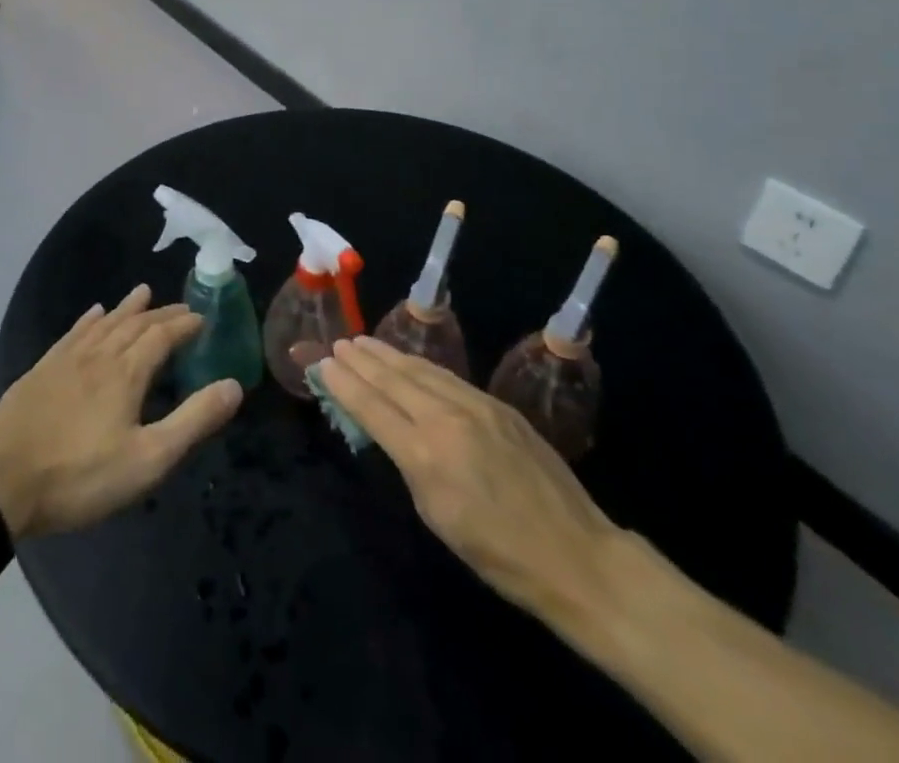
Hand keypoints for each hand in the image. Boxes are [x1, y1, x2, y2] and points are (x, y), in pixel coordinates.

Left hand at [0, 285, 242, 539]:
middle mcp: (98, 354)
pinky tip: (93, 313)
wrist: (1, 484)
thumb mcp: (148, 459)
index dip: (184, 325)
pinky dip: (89, 319)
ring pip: (104, 323)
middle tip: (181, 306)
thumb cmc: (80, 476)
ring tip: (143, 291)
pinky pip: (73, 333)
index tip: (202, 318)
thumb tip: (234, 385)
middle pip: (135, 324)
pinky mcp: (41, 370)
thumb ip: (192, 420)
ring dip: (127, 308)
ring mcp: (66, 359)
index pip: (162, 336)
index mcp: (126, 372)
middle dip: (161, 313)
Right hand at [322, 335, 622, 625]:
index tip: (323, 364)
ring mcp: (475, 406)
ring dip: (388, 355)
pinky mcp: (498, 405)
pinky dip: (420, 366)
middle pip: (393, 379)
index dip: (345, 384)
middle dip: (362, 360)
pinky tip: (410, 361)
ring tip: (364, 342)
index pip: (372, 407)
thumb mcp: (438, 518)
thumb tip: (394, 433)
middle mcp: (446, 419)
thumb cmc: (499, 555)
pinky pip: (448, 377)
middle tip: (339, 344)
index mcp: (425, 455)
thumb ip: (410, 466)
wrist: (576, 555)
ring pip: (421, 370)